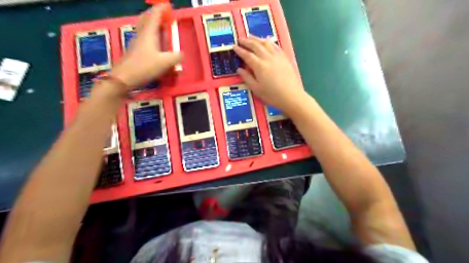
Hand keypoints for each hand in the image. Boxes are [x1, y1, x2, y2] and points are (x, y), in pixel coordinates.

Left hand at [111, 4, 180, 87]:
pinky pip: (143, 35)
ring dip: (151, 22)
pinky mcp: (134, 50)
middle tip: (163, 12)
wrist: (124, 77)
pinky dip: (149, 32)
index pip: (155, 16)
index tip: (167, 4)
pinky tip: (153, 40)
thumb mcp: (165, 62)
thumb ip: (176, 57)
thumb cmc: (145, 67)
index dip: (161, 9)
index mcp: (149, 34)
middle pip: (146, 18)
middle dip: (154, 13)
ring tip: (159, 23)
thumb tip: (183, 54)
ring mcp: (136, 42)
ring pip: (143, 26)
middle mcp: (141, 35)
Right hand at [234, 37, 305, 112]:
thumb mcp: (256, 89)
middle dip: (247, 41)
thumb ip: (247, 77)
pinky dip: (268, 41)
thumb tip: (239, 69)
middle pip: (255, 45)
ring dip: (256, 39)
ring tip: (251, 37)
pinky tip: (266, 41)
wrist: (291, 96)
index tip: (234, 47)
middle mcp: (267, 57)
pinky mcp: (284, 57)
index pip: (247, 55)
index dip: (239, 50)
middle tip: (240, 39)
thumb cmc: (272, 95)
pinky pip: (275, 45)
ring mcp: (277, 56)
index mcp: (259, 66)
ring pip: (265, 43)